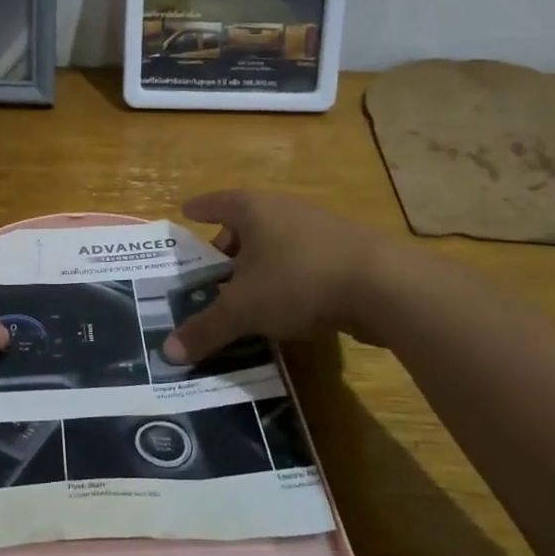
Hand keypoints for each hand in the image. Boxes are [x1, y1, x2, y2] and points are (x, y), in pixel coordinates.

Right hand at [162, 191, 398, 363]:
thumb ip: (206, 329)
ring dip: (262, 261)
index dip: (201, 208)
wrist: (386, 287)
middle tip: (214, 266)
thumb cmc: (298, 281)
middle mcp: (287, 211)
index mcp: (255, 210)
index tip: (186, 210)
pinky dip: (290, 275)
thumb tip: (168, 353)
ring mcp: (323, 229)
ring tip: (249, 289)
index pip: (218, 202)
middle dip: (229, 243)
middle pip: (250, 221)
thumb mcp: (243, 309)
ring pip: (280, 241)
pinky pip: (306, 259)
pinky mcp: (350, 253)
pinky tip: (289, 303)